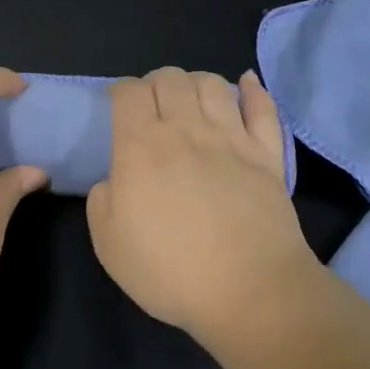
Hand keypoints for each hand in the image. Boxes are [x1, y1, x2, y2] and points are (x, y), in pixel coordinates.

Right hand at [86, 67, 318, 342]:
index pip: (129, 92)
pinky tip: (246, 83)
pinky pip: (263, 107)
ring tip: (192, 101)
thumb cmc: (170, 271)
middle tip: (153, 108)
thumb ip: (102, 201)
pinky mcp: (267, 154)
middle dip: (156, 83)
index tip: (119, 108)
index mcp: (141, 147)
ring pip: (213, 84)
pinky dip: (253, 90)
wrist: (250, 291)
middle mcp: (187, 130)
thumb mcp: (109, 245)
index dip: (121, 91)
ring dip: (196, 83)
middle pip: (170, 77)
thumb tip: (114, 180)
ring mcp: (232, 138)